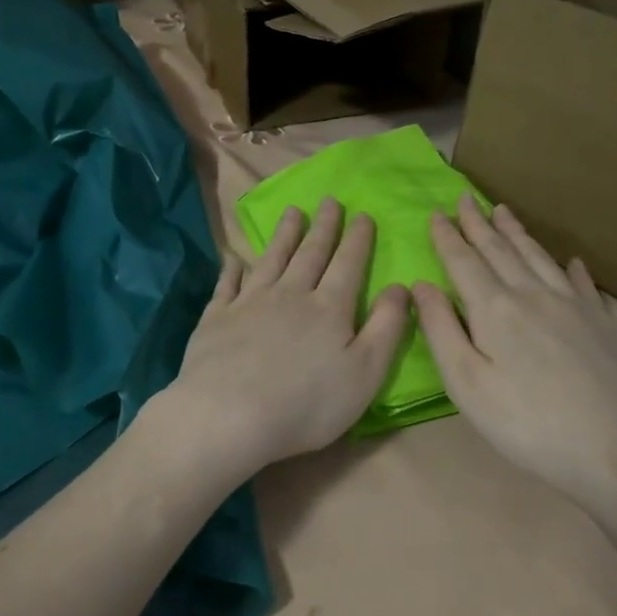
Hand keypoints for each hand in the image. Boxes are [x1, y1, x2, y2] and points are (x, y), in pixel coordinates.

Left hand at [166, 199, 409, 479]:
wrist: (229, 414)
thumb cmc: (307, 403)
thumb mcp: (366, 372)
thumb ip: (386, 327)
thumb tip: (400, 287)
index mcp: (329, 308)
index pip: (348, 264)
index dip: (357, 239)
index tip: (362, 214)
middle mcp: (290, 295)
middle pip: (310, 253)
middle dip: (323, 227)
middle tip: (329, 200)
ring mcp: (249, 303)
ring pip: (271, 259)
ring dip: (283, 235)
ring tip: (292, 212)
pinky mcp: (216, 319)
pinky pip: (227, 285)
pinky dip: (232, 269)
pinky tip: (234, 258)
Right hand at [413, 195, 616, 512]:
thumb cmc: (527, 424)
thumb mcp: (467, 385)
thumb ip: (441, 331)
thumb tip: (422, 285)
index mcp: (495, 309)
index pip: (464, 261)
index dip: (448, 237)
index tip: (436, 212)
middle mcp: (534, 295)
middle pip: (501, 251)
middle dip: (479, 224)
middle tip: (465, 198)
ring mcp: (575, 306)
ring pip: (539, 258)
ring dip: (517, 233)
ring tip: (504, 211)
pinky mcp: (604, 324)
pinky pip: (582, 284)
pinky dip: (570, 267)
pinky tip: (570, 260)